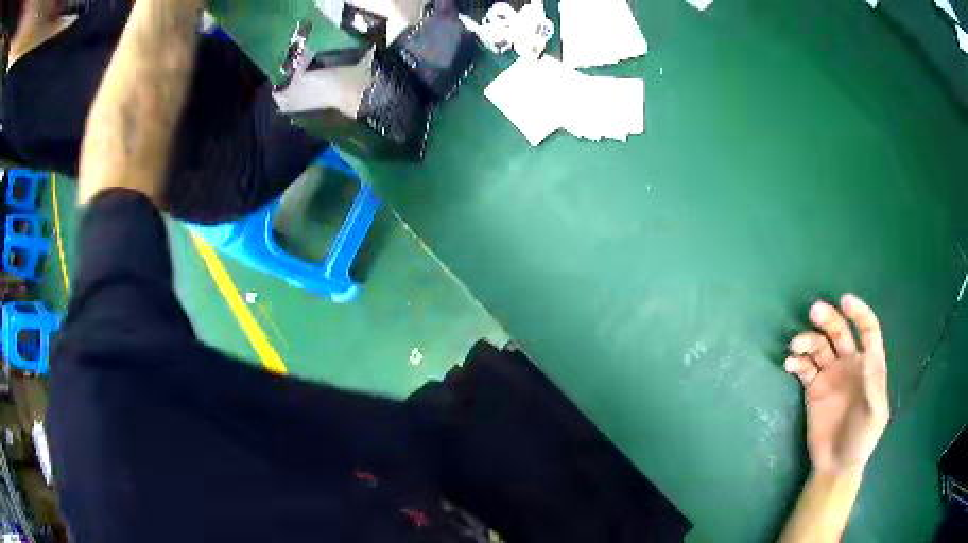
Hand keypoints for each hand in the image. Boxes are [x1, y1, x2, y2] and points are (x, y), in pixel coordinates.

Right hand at [784, 294, 889, 474]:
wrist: (837, 465)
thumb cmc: (862, 438)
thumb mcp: (876, 413)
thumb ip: (874, 382)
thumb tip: (866, 351)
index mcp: (869, 365)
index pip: (868, 330)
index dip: (859, 313)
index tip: (845, 301)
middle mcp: (850, 364)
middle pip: (840, 331)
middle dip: (828, 318)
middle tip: (814, 312)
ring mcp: (831, 376)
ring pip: (820, 347)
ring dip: (808, 340)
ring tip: (795, 346)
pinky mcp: (813, 389)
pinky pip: (804, 368)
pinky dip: (797, 362)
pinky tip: (789, 364)